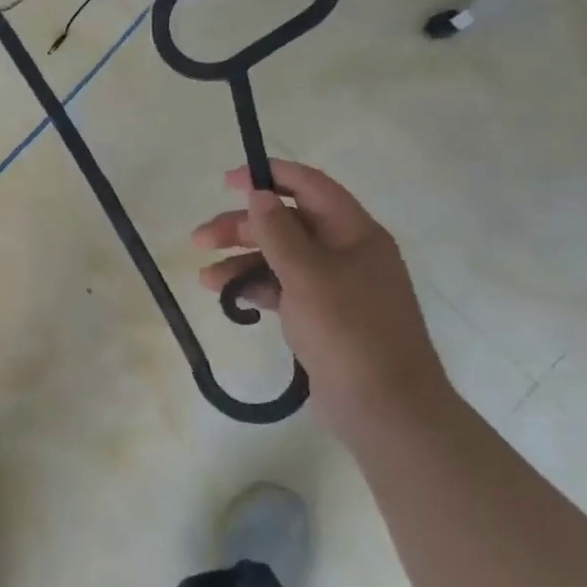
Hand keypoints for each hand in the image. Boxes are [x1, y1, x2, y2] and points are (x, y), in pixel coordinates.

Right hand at [193, 159, 451, 437]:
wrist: (386, 409)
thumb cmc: (349, 331)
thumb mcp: (308, 275)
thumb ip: (278, 232)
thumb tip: (258, 194)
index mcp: (354, 233)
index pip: (310, 187)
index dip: (269, 177)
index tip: (226, 182)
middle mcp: (346, 252)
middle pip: (287, 224)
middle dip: (242, 228)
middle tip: (200, 240)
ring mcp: (335, 286)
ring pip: (280, 258)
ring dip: (242, 262)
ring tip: (205, 280)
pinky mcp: (322, 316)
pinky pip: (282, 289)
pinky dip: (255, 288)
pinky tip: (227, 297)